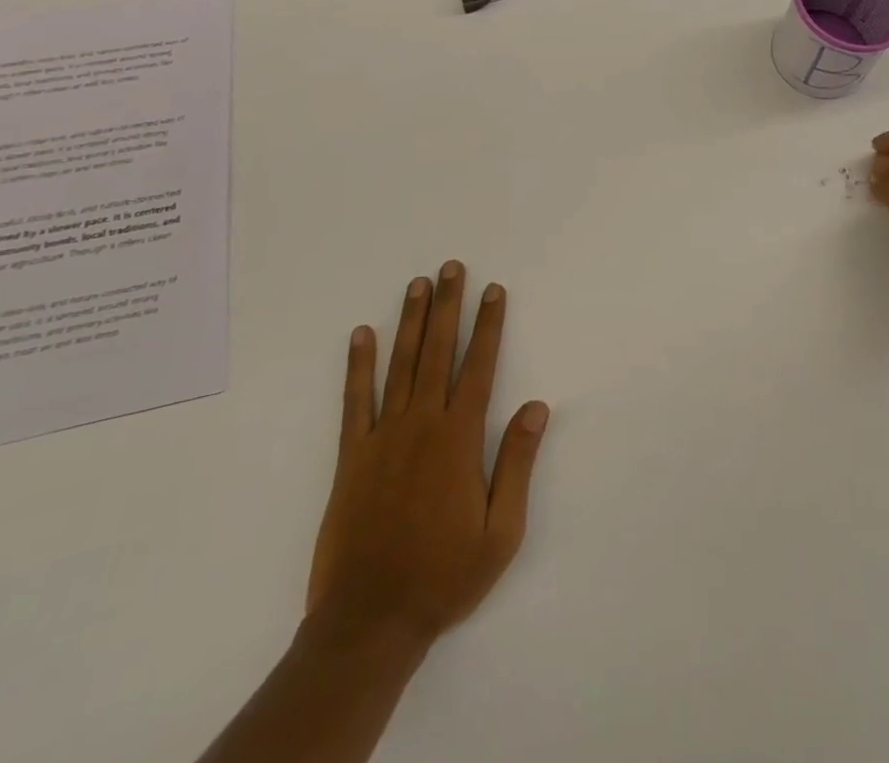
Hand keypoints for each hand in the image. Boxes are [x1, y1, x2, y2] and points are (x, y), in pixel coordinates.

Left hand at [305, 260, 549, 650]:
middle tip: (451, 267)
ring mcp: (383, 437)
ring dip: (409, 321)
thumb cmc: (444, 576)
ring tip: (417, 284)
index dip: (489, 325)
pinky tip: (361, 334)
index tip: (493, 290)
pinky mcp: (352, 456)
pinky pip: (355, 401)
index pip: (479, 367)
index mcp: (459, 439)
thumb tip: (537, 406)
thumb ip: (517, 463)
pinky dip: (358, 365)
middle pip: (438, 352)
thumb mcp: (501, 532)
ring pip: (400, 365)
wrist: (369, 622)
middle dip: (448, 306)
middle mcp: (422, 425)